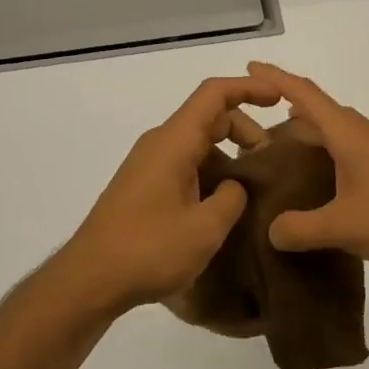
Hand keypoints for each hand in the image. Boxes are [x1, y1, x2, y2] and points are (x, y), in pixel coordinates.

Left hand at [53, 74, 281, 313]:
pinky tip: (222, 201)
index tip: (279, 99)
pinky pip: (183, 161)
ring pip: (195, 140)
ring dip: (227, 151)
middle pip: (207, 116)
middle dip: (244, 128)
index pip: (214, 94)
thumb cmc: (148, 250)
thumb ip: (231, 198)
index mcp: (174, 142)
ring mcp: (147, 164)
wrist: (89, 279)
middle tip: (268, 160)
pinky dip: (209, 168)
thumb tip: (234, 185)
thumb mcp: (204, 228)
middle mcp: (159, 143)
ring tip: (251, 184)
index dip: (248, 89)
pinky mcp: (142, 185)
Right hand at [246, 61, 368, 271]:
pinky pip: (351, 152)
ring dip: (311, 136)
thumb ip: (302, 228)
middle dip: (289, 112)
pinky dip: (330, 156)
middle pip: (321, 112)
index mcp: (349, 134)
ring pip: (338, 134)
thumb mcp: (346, 226)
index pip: (305, 94)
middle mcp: (365, 134)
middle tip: (257, 129)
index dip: (276, 78)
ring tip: (284, 156)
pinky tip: (325, 184)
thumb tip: (272, 231)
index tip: (249, 66)